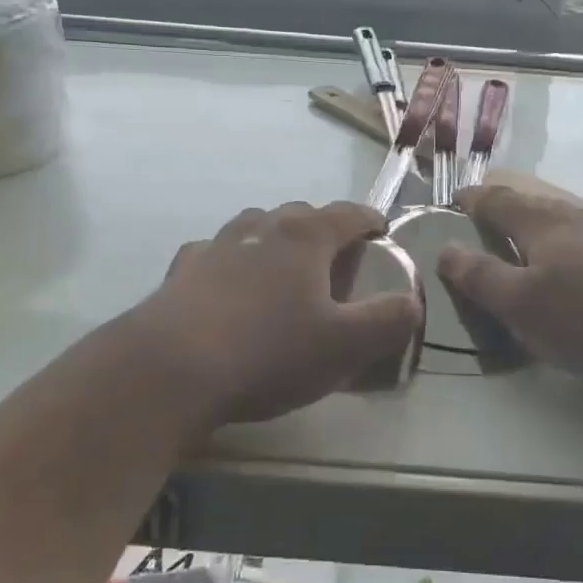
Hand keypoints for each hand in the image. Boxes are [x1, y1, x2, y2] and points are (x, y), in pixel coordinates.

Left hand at [132, 201, 421, 431]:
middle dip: (324, 230)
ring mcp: (217, 244)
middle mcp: (261, 227)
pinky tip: (228, 288)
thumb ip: (388, 320)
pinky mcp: (182, 270)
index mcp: (305, 236)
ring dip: (276, 240)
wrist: (170, 369)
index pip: (349, 213)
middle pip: (301, 214)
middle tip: (335, 263)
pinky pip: (216, 253)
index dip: (371, 221)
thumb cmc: (268, 352)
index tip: (382, 233)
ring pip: (256, 226)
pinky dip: (232, 261)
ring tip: (284, 271)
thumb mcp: (345, 346)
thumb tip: (413, 302)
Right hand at [438, 185, 582, 381]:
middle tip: (485, 217)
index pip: (499, 202)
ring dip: (536, 223)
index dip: (475, 199)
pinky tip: (572, 261)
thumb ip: (480, 277)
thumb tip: (444, 249)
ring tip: (524, 238)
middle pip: (532, 204)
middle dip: (506, 208)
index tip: (457, 197)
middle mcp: (574, 219)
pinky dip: (563, 241)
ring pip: (562, 219)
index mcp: (542, 224)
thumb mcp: (521, 304)